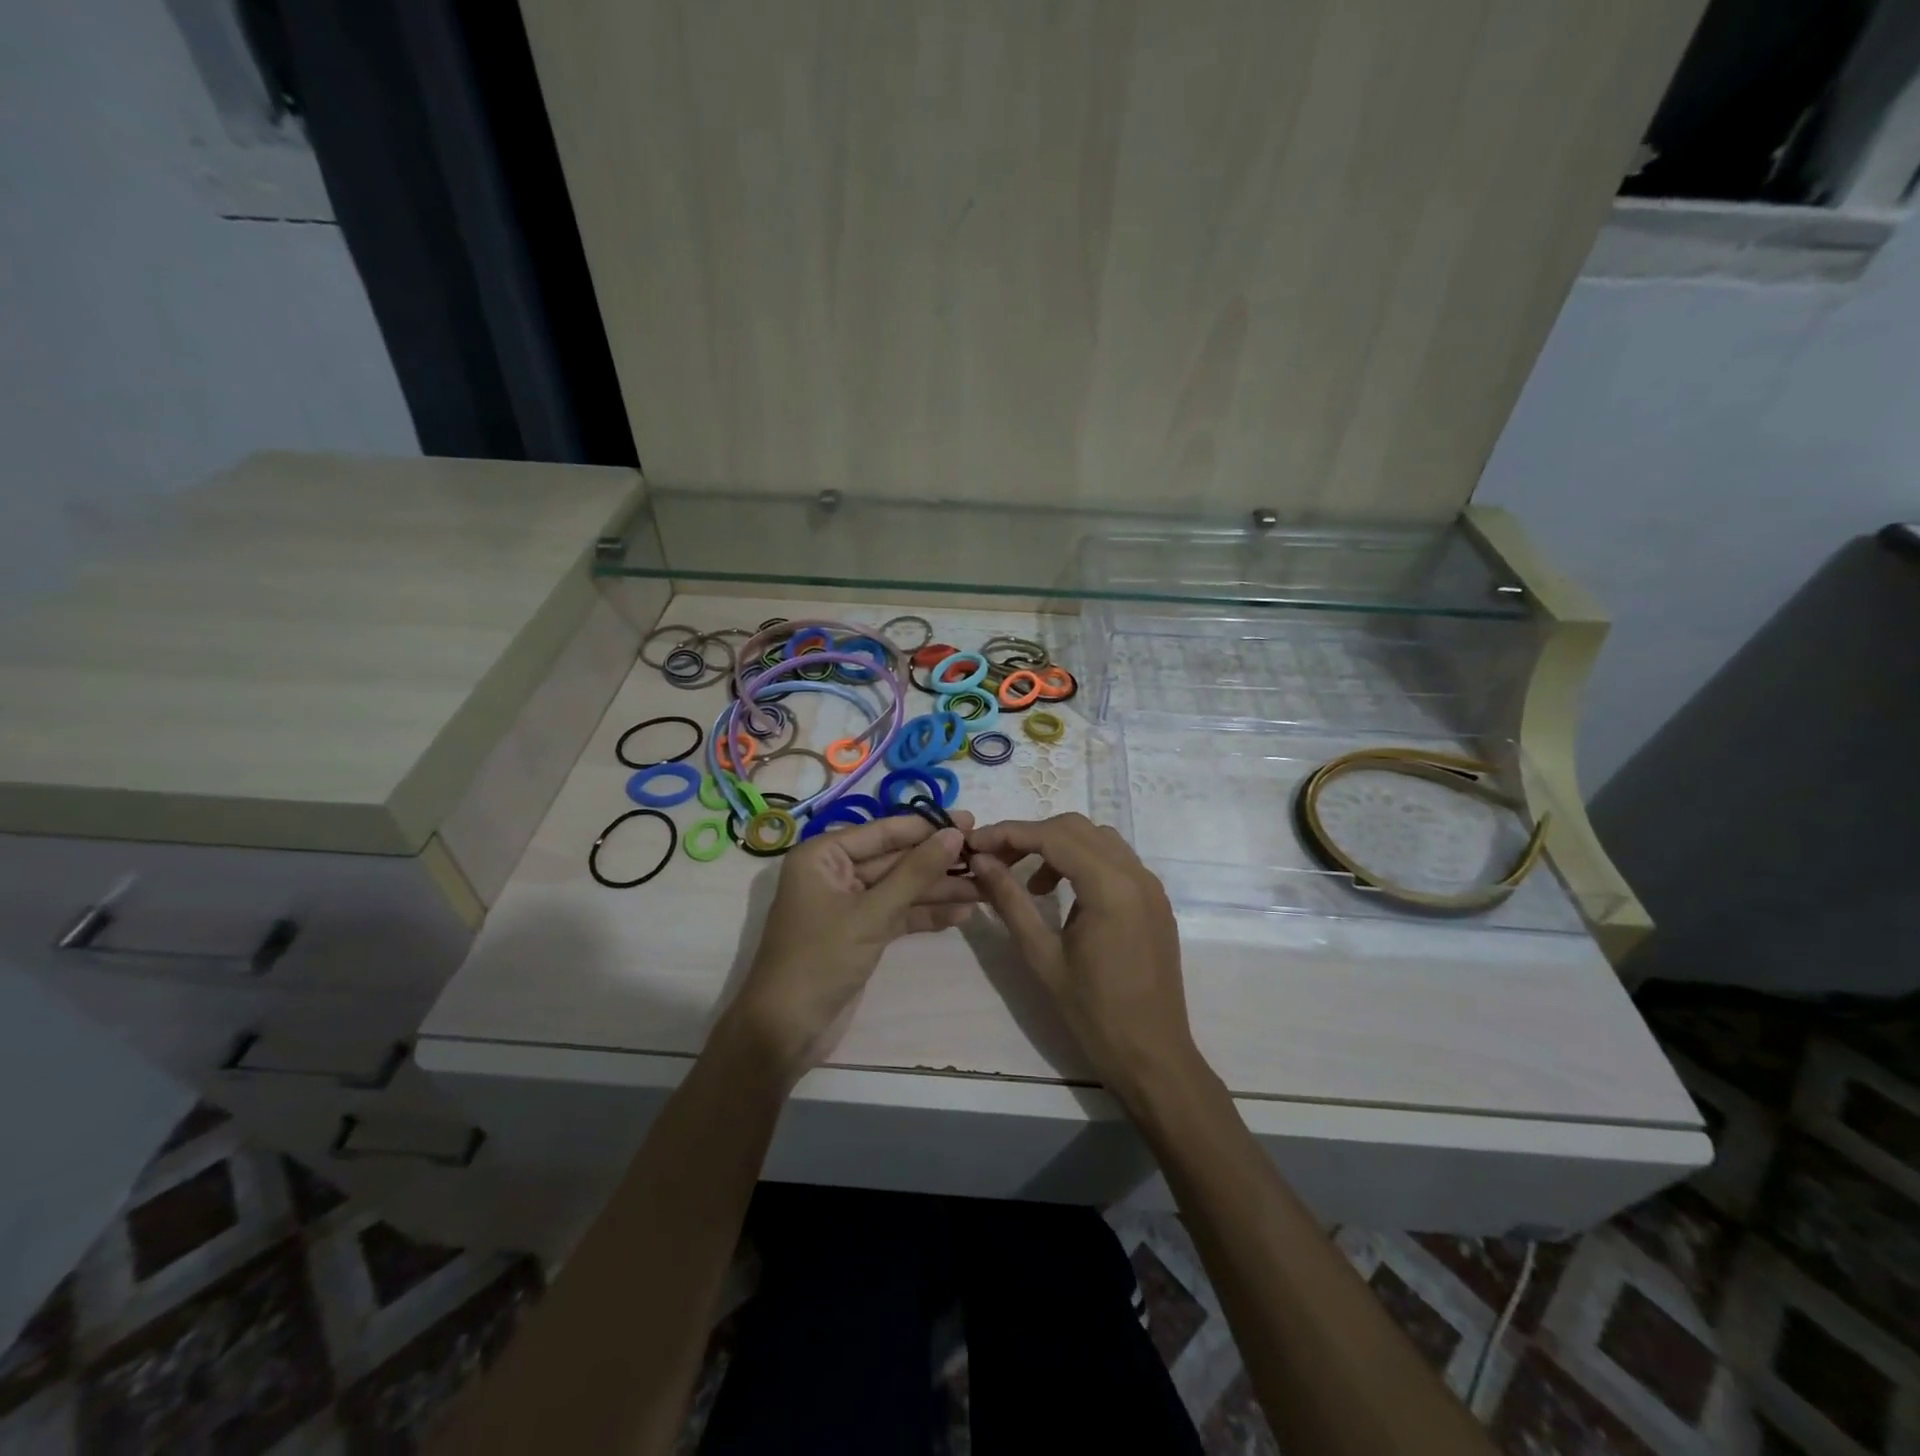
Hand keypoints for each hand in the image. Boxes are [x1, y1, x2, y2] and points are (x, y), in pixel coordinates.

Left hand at [722, 811, 977, 1084]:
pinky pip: (899, 913)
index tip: (969, 821)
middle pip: (895, 859)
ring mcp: (849, 904)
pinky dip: (927, 914)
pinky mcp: (862, 932)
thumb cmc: (821, 960)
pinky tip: (963, 912)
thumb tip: (954, 835)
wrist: (786, 1031)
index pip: (883, 831)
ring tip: (985, 888)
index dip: (927, 827)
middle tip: (985, 857)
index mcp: (823, 855)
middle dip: (937, 861)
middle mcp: (835, 873)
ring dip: (939, 889)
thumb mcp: (871, 913)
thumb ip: (915, 873)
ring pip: (901, 888)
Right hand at [968, 814, 1202, 1106]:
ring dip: (1059, 846)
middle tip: (996, 861)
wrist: (1153, 1056)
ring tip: (1030, 883)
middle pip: (1076, 828)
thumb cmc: (1093, 1013)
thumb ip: (1010, 901)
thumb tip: (980, 861)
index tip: (974, 843)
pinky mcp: (1155, 900)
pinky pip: (1115, 860)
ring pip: (1097, 838)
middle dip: (1032, 836)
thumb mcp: (1042, 956)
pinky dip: (1083, 861)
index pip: (1053, 836)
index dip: (1009, 833)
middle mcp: (1136, 874)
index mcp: (1110, 886)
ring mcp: (1150, 885)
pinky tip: (1063, 895)